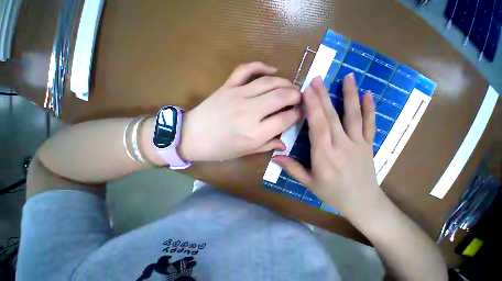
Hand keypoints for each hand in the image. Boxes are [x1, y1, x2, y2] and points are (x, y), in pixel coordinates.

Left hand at [179, 62, 300, 161]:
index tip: (300, 113)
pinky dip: (261, 66)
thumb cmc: (220, 149)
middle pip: (282, 96)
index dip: (297, 114)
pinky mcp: (227, 87)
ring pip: (269, 82)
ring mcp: (238, 95)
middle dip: (296, 95)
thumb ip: (267, 145)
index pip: (286, 118)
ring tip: (290, 87)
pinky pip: (246, 69)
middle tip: (299, 98)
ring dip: (285, 82)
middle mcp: (250, 112)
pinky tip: (271, 69)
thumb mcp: (246, 152)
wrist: (192, 137)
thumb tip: (285, 143)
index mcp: (255, 133)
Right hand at [273, 74, 380, 212]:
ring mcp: (358, 144)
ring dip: (349, 95)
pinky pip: (370, 124)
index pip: (318, 127)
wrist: (365, 204)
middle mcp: (341, 146)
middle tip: (318, 79)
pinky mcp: (368, 145)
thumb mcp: (309, 183)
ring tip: (348, 76)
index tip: (307, 91)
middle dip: (323, 96)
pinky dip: (370, 108)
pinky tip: (368, 94)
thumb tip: (275, 156)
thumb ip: (292, 168)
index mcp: (324, 156)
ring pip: (353, 116)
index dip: (312, 108)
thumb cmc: (333, 194)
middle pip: (331, 118)